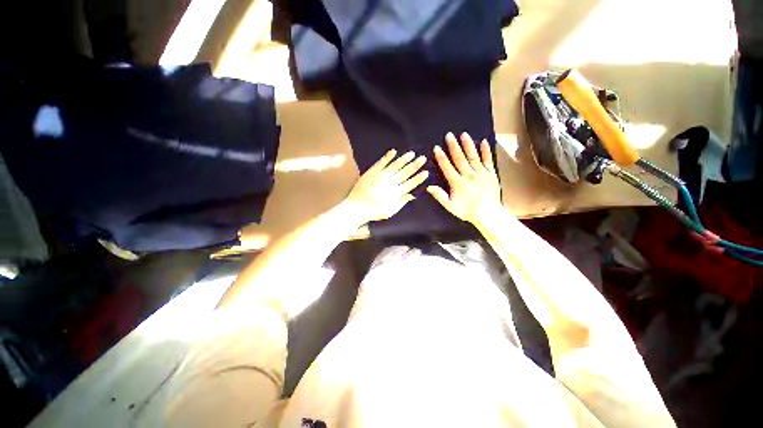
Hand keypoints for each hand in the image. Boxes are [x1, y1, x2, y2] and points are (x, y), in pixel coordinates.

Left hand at [346, 149, 428, 221]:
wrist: (357, 207)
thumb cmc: (374, 211)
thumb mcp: (390, 211)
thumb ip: (401, 202)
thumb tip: (412, 195)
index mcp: (396, 193)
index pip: (410, 184)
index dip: (418, 178)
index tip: (426, 172)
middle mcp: (390, 183)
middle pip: (405, 172)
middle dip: (415, 165)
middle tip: (423, 158)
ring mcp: (381, 176)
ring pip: (395, 165)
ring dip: (404, 159)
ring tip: (412, 153)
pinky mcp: (372, 172)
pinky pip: (382, 162)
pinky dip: (388, 157)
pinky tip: (394, 151)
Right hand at [427, 132, 501, 225]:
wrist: (488, 214)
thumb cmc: (467, 210)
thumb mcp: (450, 206)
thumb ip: (439, 195)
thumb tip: (428, 186)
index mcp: (457, 183)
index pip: (447, 167)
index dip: (441, 157)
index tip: (436, 148)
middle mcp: (469, 175)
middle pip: (459, 158)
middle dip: (453, 146)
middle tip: (449, 135)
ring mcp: (481, 173)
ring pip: (473, 157)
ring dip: (468, 145)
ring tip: (463, 134)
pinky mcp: (491, 174)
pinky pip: (488, 160)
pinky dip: (486, 151)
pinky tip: (484, 141)